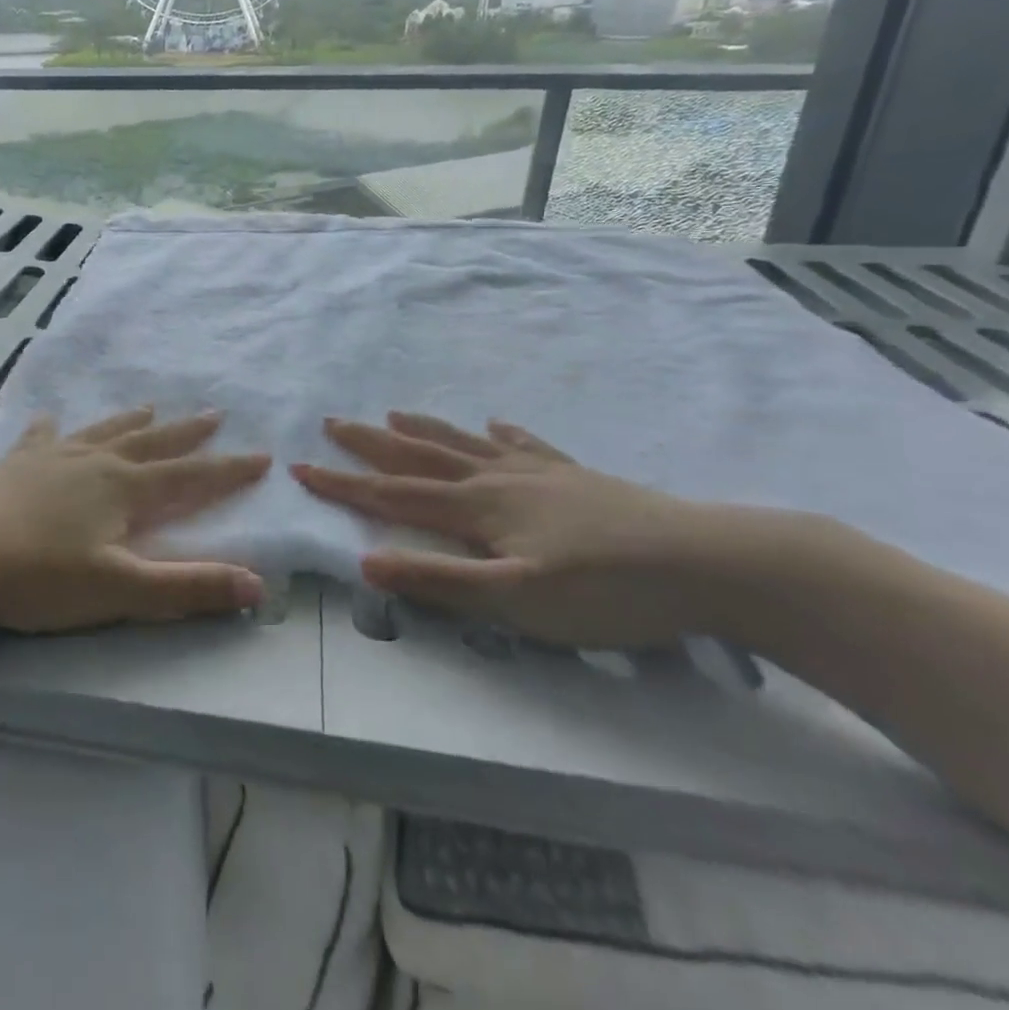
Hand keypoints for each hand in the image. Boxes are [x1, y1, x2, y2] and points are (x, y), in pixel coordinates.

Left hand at [0, 408, 268, 633]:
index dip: (228, 470)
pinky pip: (42, 437)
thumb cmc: (40, 578)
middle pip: (151, 443)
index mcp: (124, 488)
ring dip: (132, 421)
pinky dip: (53, 429)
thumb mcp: (121, 591)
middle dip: (187, 433)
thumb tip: (258, 585)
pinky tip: (50, 419)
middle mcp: (94, 461)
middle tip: (214, 415)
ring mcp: (53, 457)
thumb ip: (188, 588)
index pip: (190, 477)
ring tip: (151, 407)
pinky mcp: (17, 464)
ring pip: (104, 431)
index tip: (261, 456)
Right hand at [293, 412, 728, 648]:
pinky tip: (497, 423)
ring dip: (424, 428)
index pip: (393, 495)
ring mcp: (537, 472)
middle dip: (370, 442)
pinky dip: (503, 433)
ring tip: (394, 411)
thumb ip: (440, 582)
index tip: (300, 468)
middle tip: (333, 422)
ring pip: (464, 443)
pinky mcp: (575, 476)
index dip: (343, 485)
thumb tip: (365, 564)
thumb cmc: (605, 591)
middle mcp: (496, 479)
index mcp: (476, 509)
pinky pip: (526, 445)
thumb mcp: (516, 599)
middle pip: (420, 455)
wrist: (708, 563)